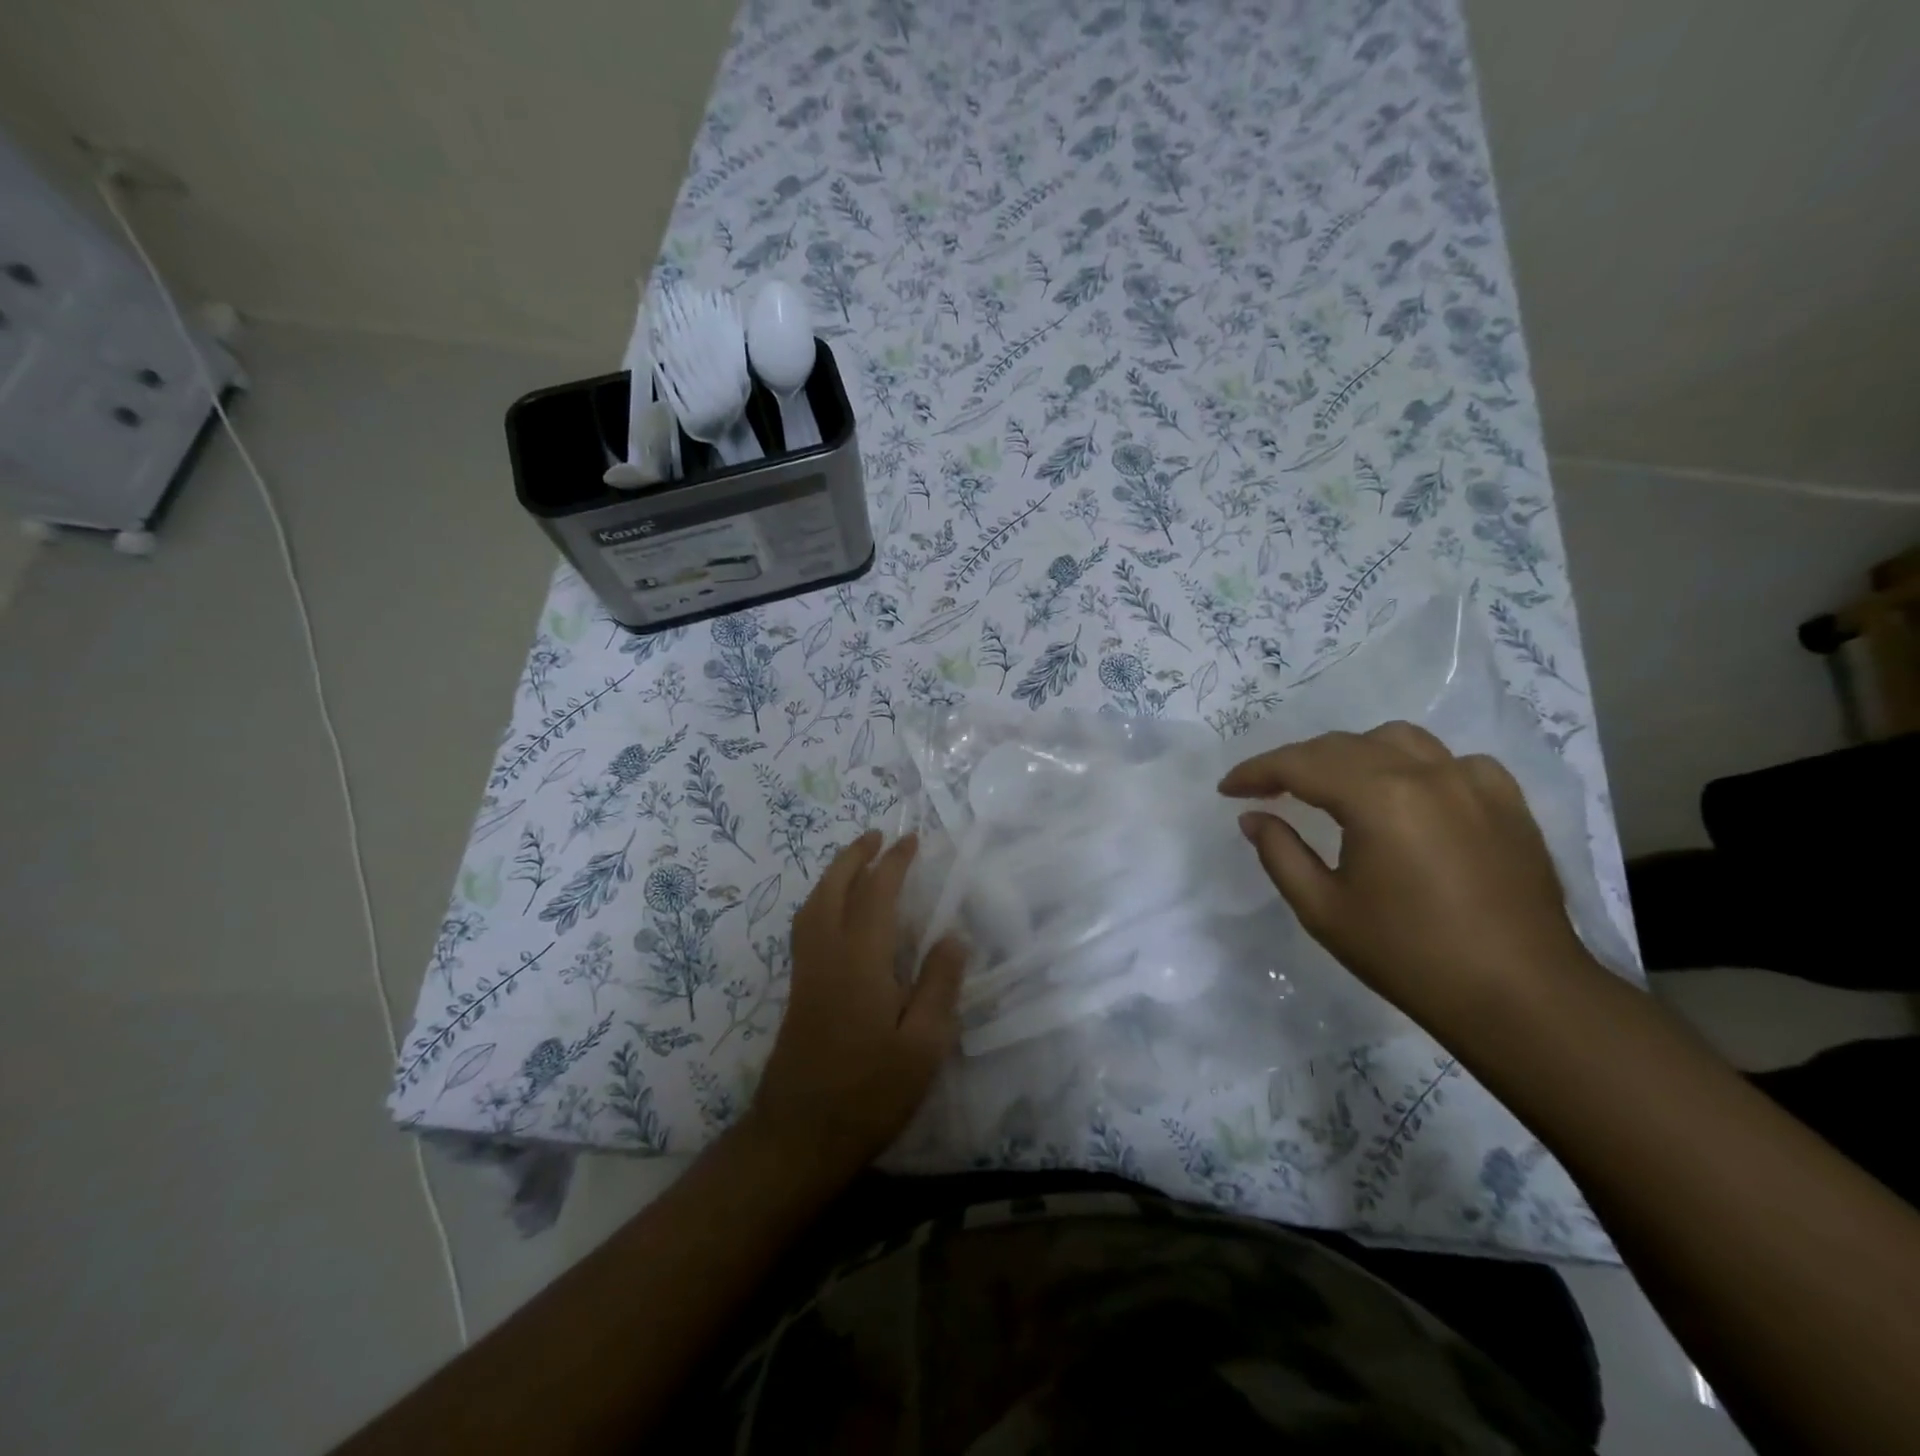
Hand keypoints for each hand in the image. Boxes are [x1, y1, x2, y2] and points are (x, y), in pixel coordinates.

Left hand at [747, 831, 966, 1184]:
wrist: (799, 1136)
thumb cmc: (869, 1092)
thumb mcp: (923, 1046)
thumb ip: (939, 985)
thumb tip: (955, 935)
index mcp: (860, 960)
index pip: (876, 894)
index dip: (894, 863)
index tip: (911, 840)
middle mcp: (827, 954)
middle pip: (833, 888)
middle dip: (855, 856)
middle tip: (877, 836)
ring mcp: (806, 972)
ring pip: (813, 905)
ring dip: (834, 875)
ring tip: (857, 862)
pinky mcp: (799, 991)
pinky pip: (807, 925)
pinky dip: (823, 899)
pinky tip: (837, 912)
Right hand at [1219, 722, 1599, 1039]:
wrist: (1521, 997)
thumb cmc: (1409, 956)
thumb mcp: (1323, 909)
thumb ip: (1280, 853)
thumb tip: (1253, 817)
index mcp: (1378, 797)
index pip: (1300, 763)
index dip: (1256, 772)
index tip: (1228, 789)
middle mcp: (1426, 773)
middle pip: (1343, 745)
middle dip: (1295, 762)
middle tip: (1265, 790)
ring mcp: (1474, 781)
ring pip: (1397, 740)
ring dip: (1352, 754)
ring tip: (1333, 785)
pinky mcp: (1507, 801)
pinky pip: (1450, 761)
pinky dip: (1414, 767)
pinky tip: (1409, 796)